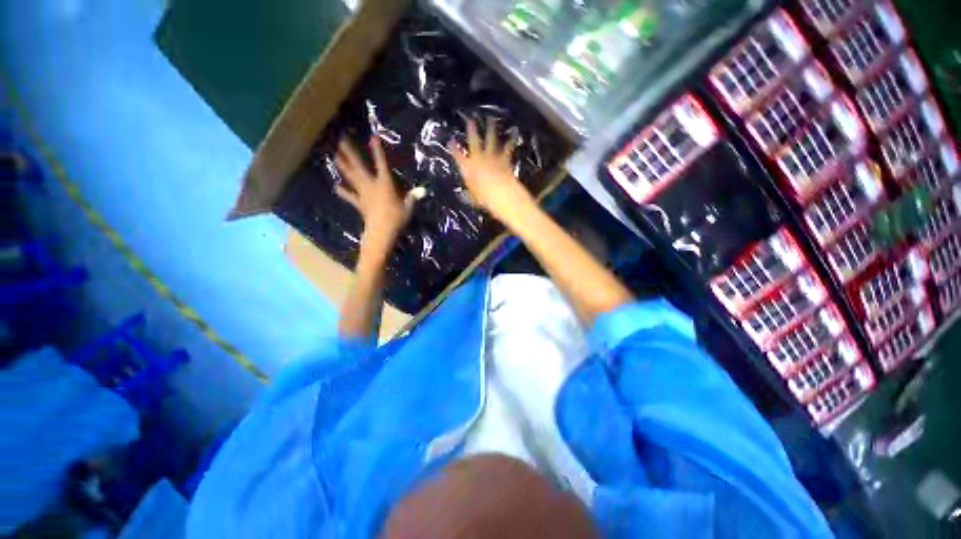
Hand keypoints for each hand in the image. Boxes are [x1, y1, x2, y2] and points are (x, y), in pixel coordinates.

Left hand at [335, 135, 414, 250]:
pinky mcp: (359, 204)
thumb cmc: (397, 218)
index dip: (377, 150)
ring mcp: (363, 194)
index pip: (381, 163)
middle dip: (351, 153)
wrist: (381, 231)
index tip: (372, 137)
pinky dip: (343, 192)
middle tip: (341, 140)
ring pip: (351, 178)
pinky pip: (350, 196)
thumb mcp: (408, 208)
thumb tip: (419, 192)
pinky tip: (336, 187)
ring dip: (343, 166)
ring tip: (335, 155)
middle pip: (359, 166)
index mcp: (385, 183)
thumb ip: (412, 198)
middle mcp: (371, 185)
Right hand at [449, 117, 536, 228]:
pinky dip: (511, 140)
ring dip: (491, 129)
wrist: (501, 193)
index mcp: (468, 169)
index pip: (458, 157)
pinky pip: (508, 147)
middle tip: (470, 120)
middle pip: (473, 142)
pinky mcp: (504, 159)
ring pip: (491, 140)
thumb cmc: (484, 198)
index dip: (454, 149)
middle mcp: (478, 159)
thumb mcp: (474, 198)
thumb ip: (471, 193)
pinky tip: (514, 132)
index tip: (451, 141)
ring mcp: (492, 157)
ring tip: (491, 119)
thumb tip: (469, 195)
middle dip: (471, 130)